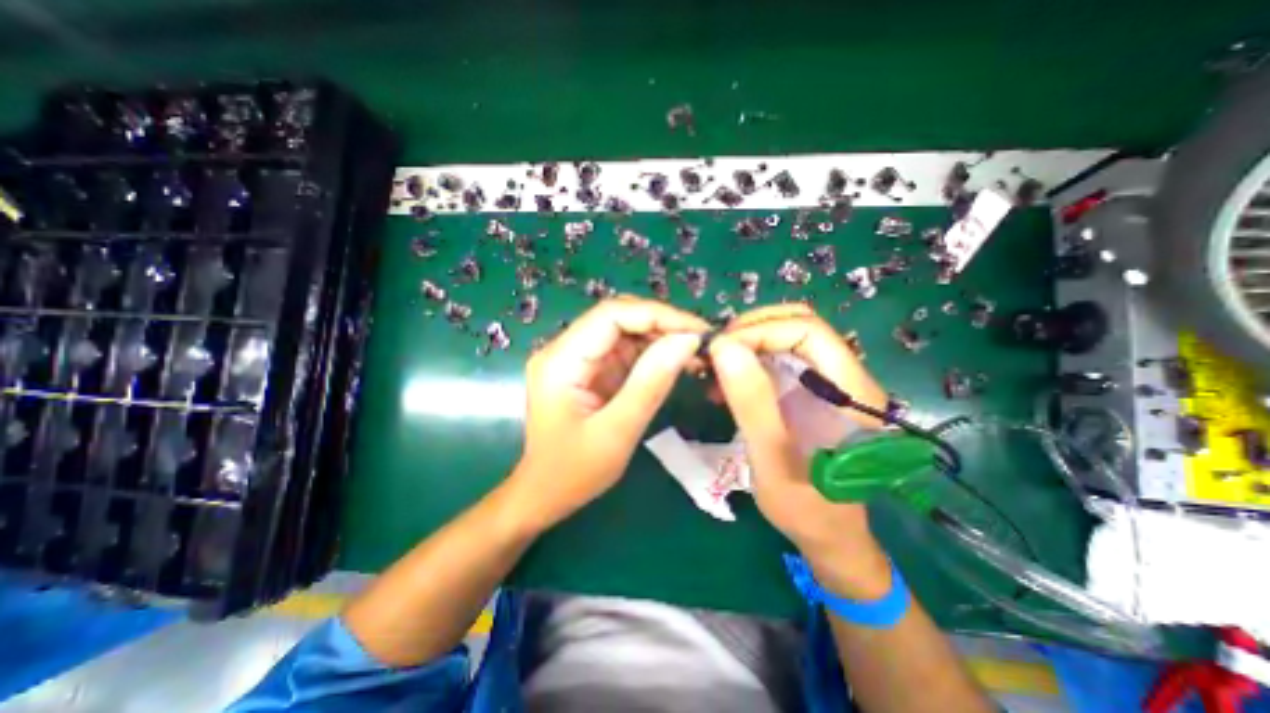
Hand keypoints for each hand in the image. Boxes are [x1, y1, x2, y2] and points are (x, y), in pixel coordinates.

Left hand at [518, 295, 713, 528]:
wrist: (545, 495)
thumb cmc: (574, 473)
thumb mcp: (617, 432)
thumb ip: (650, 384)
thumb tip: (687, 341)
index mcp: (561, 360)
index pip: (612, 315)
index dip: (658, 315)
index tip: (698, 331)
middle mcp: (564, 349)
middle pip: (618, 318)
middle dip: (663, 324)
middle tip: (702, 343)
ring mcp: (576, 358)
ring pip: (624, 331)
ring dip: (661, 338)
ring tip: (696, 354)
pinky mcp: (589, 369)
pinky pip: (624, 350)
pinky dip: (652, 353)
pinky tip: (677, 363)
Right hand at [712, 304, 892, 598]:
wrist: (828, 535)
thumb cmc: (806, 508)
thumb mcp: (773, 460)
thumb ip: (752, 403)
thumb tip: (723, 347)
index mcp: (851, 390)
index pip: (808, 330)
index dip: (760, 330)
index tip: (720, 351)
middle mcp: (845, 377)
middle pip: (798, 326)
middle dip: (751, 331)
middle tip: (714, 354)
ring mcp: (828, 383)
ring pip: (786, 339)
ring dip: (747, 345)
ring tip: (716, 369)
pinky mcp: (812, 392)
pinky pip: (779, 360)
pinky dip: (748, 361)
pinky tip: (727, 385)